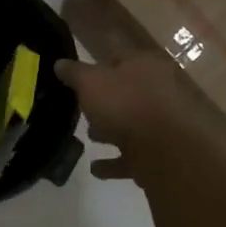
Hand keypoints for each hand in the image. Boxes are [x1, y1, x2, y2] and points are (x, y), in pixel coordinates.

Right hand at [54, 52, 225, 181]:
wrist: (166, 151)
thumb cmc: (126, 104)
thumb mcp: (90, 82)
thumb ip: (74, 73)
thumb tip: (59, 63)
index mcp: (146, 64)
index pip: (119, 57)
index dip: (97, 65)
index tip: (78, 77)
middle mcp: (160, 89)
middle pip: (127, 92)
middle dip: (104, 101)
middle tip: (81, 109)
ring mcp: (165, 123)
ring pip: (133, 123)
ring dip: (111, 131)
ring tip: (89, 137)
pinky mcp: (164, 154)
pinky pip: (134, 155)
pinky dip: (115, 161)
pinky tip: (96, 168)